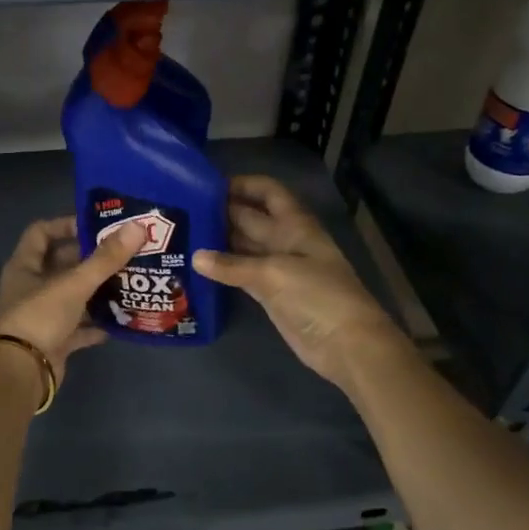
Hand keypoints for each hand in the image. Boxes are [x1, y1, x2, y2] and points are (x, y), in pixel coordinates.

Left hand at [0, 215, 146, 384]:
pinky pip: (79, 328)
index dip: (66, 225)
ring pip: (73, 296)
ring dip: (97, 291)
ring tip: (129, 282)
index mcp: (25, 266)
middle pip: (61, 264)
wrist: (21, 372)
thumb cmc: (40, 317)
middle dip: (91, 259)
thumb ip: (105, 258)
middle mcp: (31, 287)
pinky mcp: (54, 341)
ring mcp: (42, 316)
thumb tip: (137, 227)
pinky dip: (97, 324)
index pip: (41, 233)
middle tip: (123, 253)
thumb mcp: (74, 284)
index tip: (96, 226)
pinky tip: (121, 320)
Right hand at [194, 175, 405, 391]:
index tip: (207, 185)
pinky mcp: (271, 294)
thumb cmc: (318, 296)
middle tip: (182, 211)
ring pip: (244, 247)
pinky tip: (197, 266)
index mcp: (295, 225)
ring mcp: (278, 269)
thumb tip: (195, 257)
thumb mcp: (275, 273)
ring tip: (183, 234)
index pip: (268, 192)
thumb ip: (233, 265)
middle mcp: (285, 241)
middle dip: (222, 212)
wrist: (346, 344)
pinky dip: (223, 270)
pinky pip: (242, 274)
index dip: (242, 185)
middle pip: (251, 218)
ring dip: (219, 241)